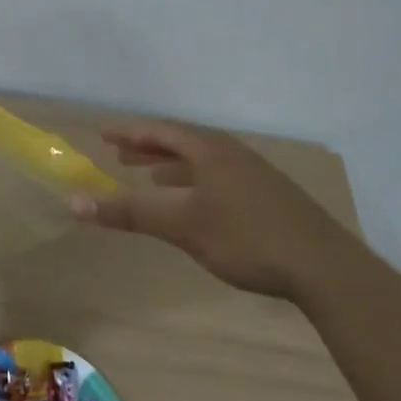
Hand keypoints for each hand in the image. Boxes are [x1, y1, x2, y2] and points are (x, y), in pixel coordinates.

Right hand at [73, 121, 362, 299]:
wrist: (325, 268)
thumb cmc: (246, 238)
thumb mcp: (182, 226)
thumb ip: (130, 213)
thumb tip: (74, 203)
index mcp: (209, 150)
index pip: (159, 132)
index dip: (129, 133)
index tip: (102, 134)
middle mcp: (230, 153)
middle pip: (181, 142)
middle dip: (148, 148)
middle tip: (120, 153)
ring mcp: (254, 173)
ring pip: (202, 161)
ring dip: (172, 166)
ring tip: (151, 177)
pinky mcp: (270, 195)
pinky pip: (219, 176)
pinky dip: (196, 182)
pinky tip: (198, 204)